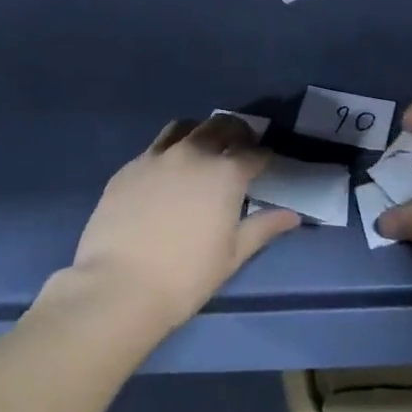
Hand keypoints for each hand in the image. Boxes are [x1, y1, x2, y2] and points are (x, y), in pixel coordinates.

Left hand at [68, 113, 299, 335]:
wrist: (119, 286)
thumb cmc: (185, 276)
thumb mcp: (232, 256)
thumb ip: (263, 228)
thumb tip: (292, 215)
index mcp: (224, 173)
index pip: (254, 153)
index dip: (264, 156)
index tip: (266, 163)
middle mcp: (192, 153)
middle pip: (220, 126)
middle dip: (236, 132)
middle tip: (240, 145)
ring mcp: (157, 156)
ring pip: (184, 127)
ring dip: (199, 132)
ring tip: (202, 148)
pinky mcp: (129, 167)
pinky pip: (154, 148)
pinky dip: (168, 151)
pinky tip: (166, 173)